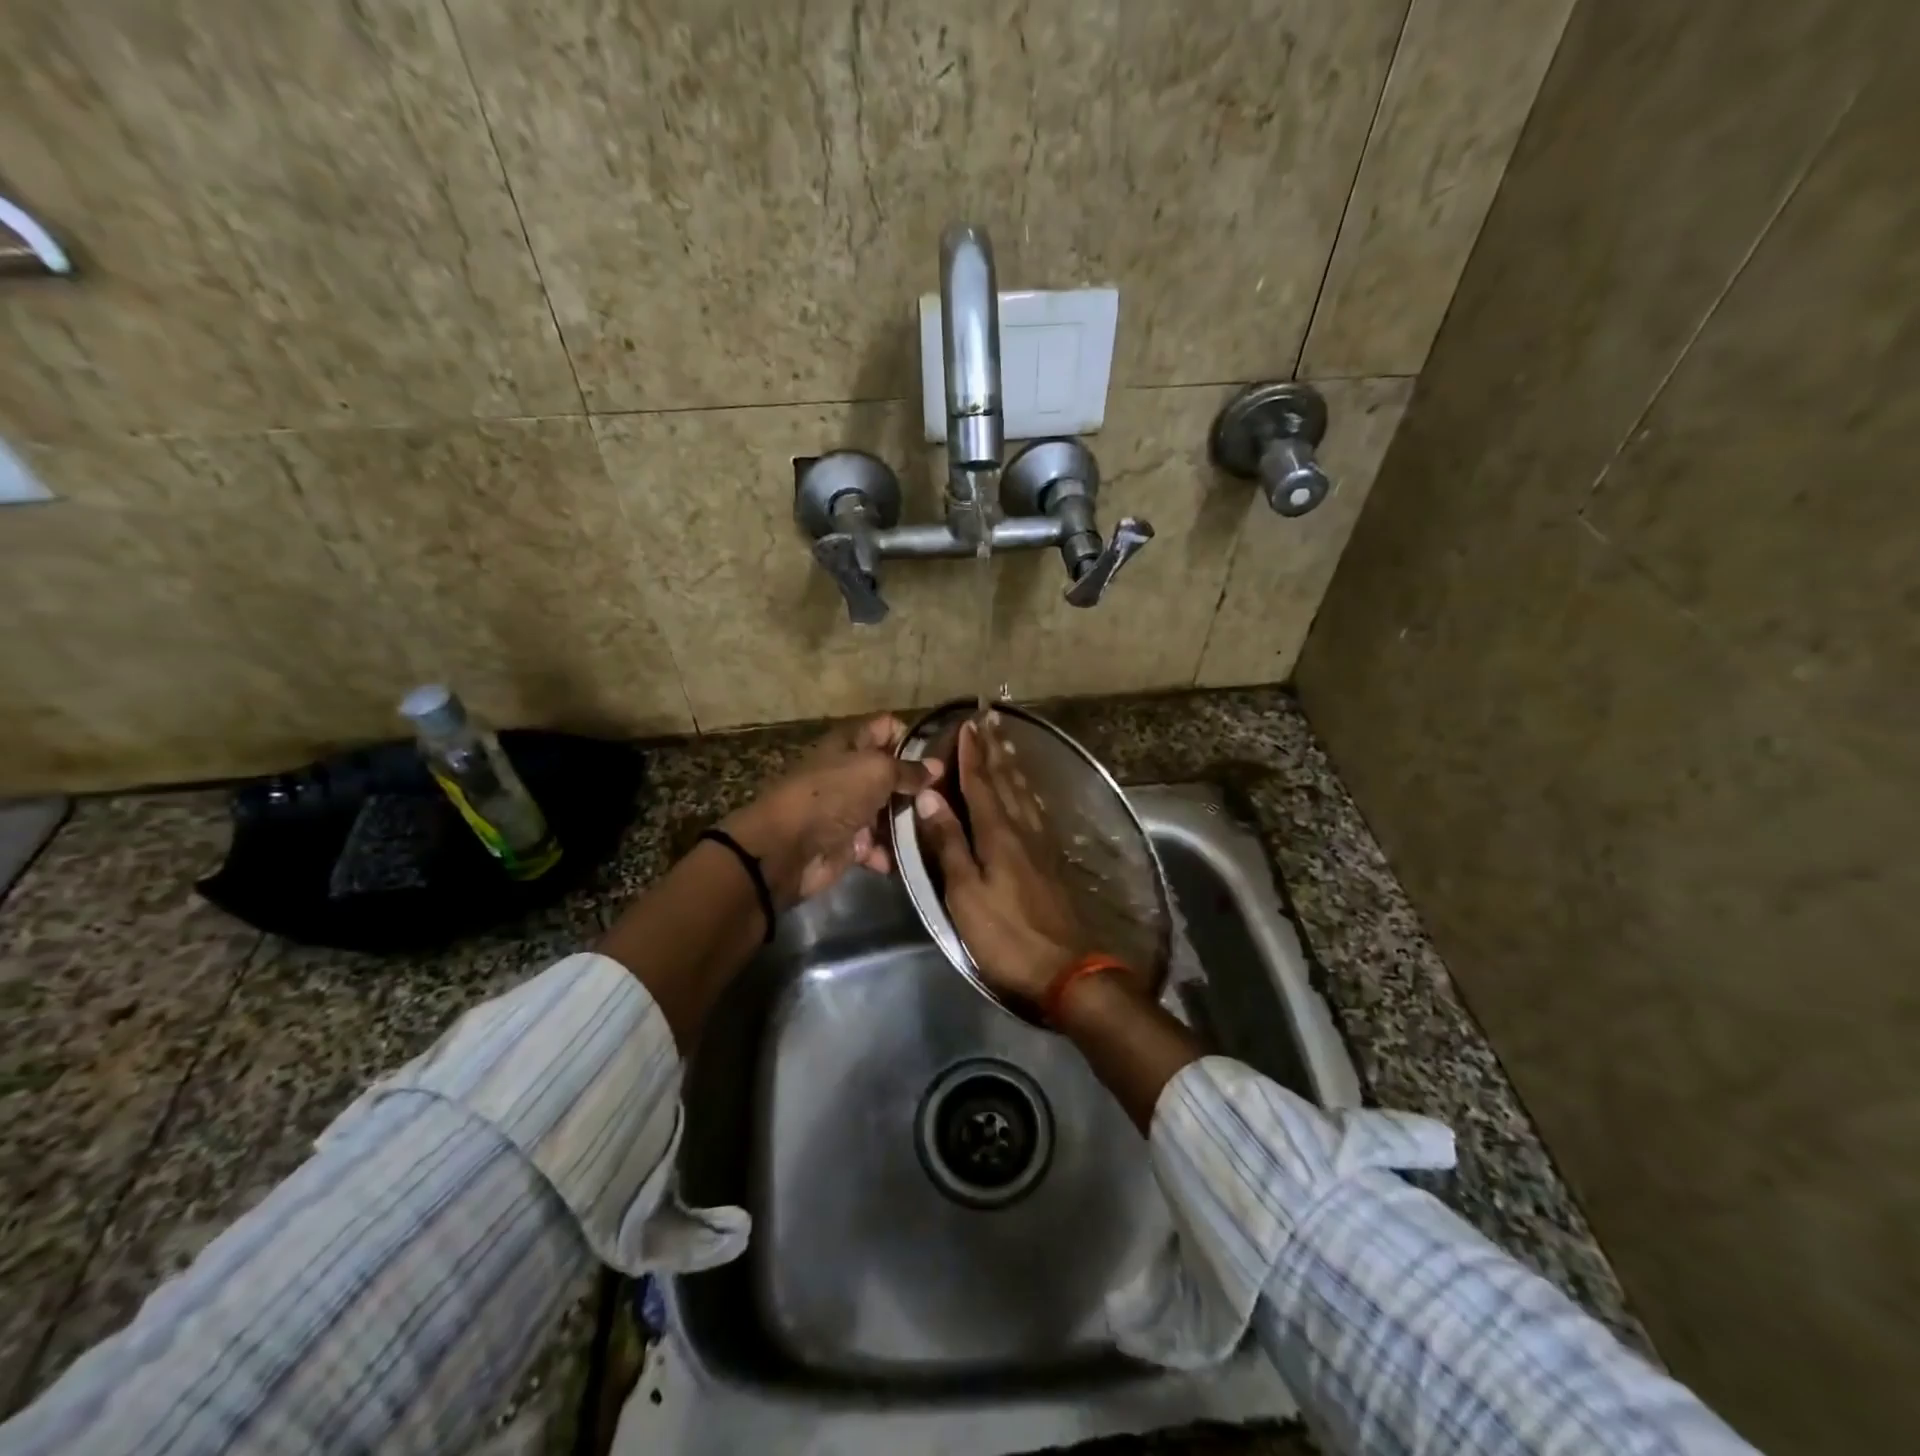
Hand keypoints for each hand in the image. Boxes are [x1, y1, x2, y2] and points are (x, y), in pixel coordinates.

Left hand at [723, 715, 939, 906]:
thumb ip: (908, 769)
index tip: (938, 758)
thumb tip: (937, 766)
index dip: (912, 738)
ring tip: (934, 829)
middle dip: (918, 786)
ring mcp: (849, 809)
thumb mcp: (875, 771)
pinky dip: (890, 852)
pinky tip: (908, 856)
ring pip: (889, 811)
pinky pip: (878, 845)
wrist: (786, 850)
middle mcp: (850, 773)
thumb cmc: (831, 796)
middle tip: (945, 798)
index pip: (887, 727)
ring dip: (909, 822)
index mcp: (850, 744)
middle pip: (892, 772)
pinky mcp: (848, 843)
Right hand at [911, 715, 1092, 1005]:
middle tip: (992, 717)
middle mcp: (1023, 829)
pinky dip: (1028, 790)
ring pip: (1025, 792)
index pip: (981, 783)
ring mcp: (1041, 844)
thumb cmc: (1006, 935)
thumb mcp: (966, 893)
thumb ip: (948, 843)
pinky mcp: (1052, 860)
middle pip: (1007, 780)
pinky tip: (1029, 791)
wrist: (1067, 969)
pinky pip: (1037, 810)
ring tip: (1007, 741)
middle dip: (996, 748)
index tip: (968, 724)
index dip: (973, 753)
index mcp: (998, 834)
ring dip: (1013, 763)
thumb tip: (929, 796)